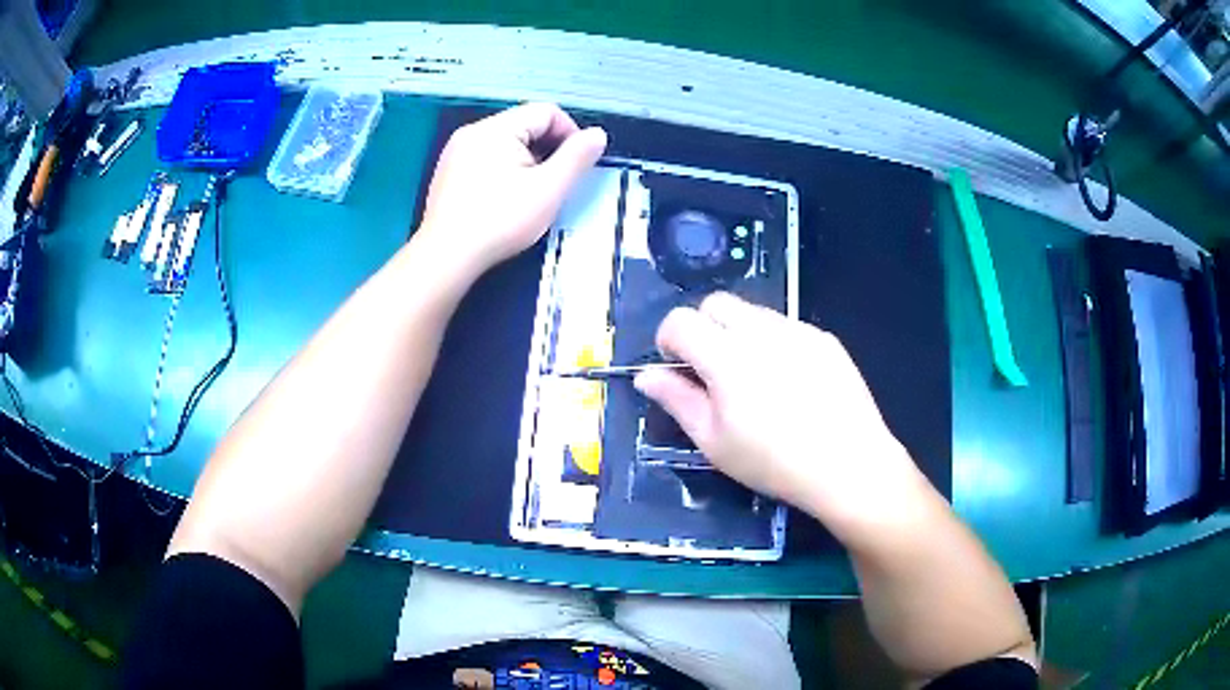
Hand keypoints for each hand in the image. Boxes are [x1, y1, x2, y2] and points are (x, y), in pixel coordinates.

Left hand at [416, 103, 607, 275]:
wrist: (446, 257)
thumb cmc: (499, 222)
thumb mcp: (548, 189)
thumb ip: (577, 158)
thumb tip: (597, 135)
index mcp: (496, 128)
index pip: (546, 112)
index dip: (570, 134)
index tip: (576, 165)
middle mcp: (473, 132)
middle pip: (525, 125)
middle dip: (547, 149)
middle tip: (554, 184)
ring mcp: (456, 152)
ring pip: (506, 143)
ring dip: (526, 162)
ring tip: (530, 195)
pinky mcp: (448, 172)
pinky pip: (486, 159)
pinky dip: (503, 172)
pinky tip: (504, 201)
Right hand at [634, 292, 924, 541]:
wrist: (849, 464)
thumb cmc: (774, 462)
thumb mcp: (714, 442)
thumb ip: (676, 401)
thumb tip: (645, 375)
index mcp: (727, 357)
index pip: (681, 321)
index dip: (668, 340)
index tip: (676, 368)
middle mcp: (761, 331)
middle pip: (716, 303)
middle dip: (702, 327)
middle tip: (711, 369)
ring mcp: (798, 330)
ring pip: (752, 312)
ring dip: (738, 333)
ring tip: (754, 378)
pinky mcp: (824, 338)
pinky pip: (786, 326)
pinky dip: (773, 342)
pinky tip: (789, 382)